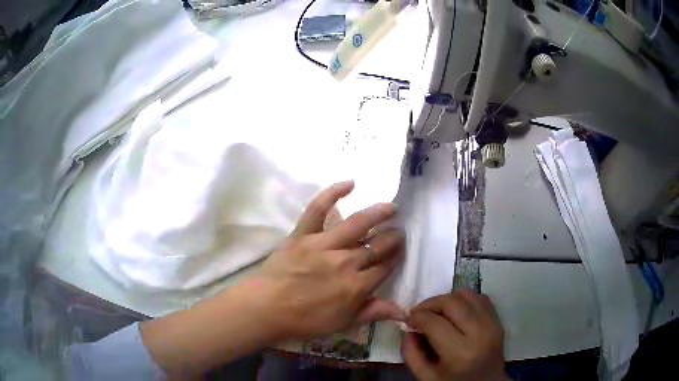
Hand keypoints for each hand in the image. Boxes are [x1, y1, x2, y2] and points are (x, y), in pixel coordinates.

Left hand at [254, 180, 405, 339]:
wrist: (268, 308)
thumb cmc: (306, 320)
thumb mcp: (343, 323)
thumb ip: (373, 313)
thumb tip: (404, 310)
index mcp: (357, 285)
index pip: (385, 266)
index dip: (396, 257)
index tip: (401, 250)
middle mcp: (346, 261)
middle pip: (377, 245)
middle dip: (393, 238)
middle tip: (399, 232)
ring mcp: (323, 244)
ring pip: (357, 224)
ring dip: (378, 213)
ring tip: (391, 207)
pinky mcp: (303, 233)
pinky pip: (318, 209)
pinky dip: (332, 193)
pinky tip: (350, 183)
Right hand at [402, 291, 508, 380]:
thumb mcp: (425, 377)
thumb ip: (411, 354)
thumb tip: (409, 329)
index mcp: (459, 353)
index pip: (434, 322)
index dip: (416, 316)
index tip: (407, 319)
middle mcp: (479, 334)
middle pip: (452, 302)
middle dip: (430, 303)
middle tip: (419, 313)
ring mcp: (492, 325)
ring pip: (467, 295)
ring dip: (447, 299)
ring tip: (437, 311)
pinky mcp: (498, 321)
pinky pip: (480, 298)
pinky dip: (464, 299)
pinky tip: (455, 311)